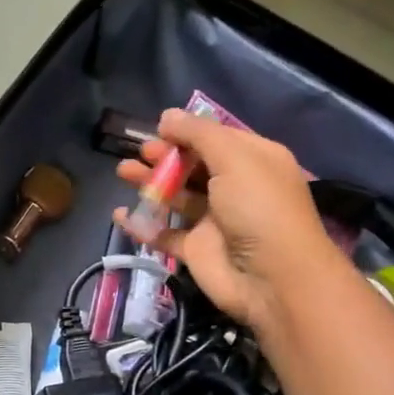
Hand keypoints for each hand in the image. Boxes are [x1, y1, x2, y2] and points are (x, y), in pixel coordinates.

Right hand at [115, 108, 344, 328]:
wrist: (272, 278)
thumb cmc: (258, 207)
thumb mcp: (234, 158)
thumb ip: (199, 134)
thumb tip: (167, 116)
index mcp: (252, 161)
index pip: (216, 138)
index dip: (187, 132)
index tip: (158, 128)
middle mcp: (233, 187)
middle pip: (191, 166)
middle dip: (164, 156)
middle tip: (141, 152)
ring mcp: (213, 220)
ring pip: (175, 196)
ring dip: (149, 183)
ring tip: (123, 172)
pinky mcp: (195, 249)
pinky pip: (163, 232)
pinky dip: (142, 223)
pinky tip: (121, 214)